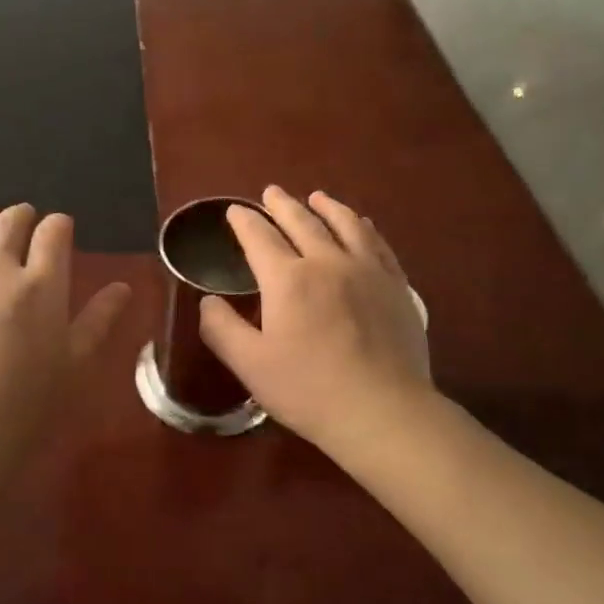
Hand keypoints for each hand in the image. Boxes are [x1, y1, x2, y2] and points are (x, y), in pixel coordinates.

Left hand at [0, 202, 129, 460]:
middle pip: (7, 225)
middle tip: (23, 217)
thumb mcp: (76, 364)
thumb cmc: (29, 404)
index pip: (52, 234)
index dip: (58, 225)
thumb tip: (122, 287)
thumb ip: (99, 320)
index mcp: (41, 285)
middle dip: (19, 215)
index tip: (60, 228)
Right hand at [199, 186, 432, 452]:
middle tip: (271, 192)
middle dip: (282, 205)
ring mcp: (367, 271)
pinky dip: (364, 228)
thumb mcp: (250, 365)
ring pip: (344, 224)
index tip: (234, 211)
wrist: (383, 411)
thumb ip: (222, 328)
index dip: (244, 222)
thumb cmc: (309, 390)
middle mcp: (327, 262)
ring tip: (317, 197)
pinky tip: (362, 225)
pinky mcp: (396, 286)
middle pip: (301, 222)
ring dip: (327, 207)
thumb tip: (207, 300)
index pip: (259, 238)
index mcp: (287, 279)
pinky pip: (378, 244)